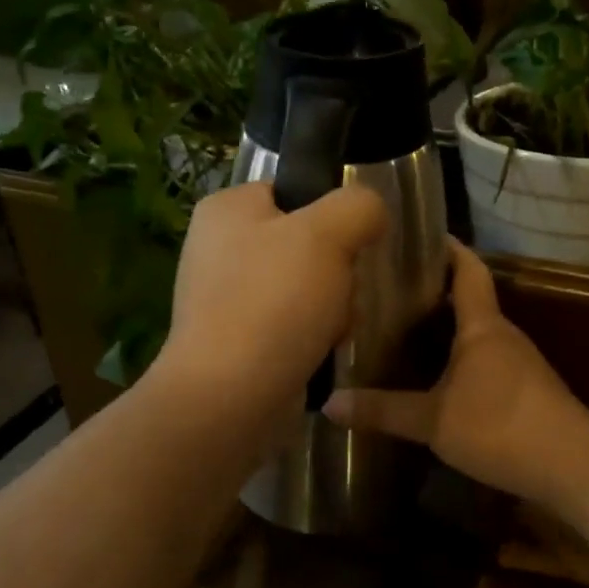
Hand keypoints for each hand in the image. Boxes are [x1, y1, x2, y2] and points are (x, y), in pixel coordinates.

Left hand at [154, 181, 387, 417]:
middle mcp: (218, 249)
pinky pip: (291, 324)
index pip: (292, 192)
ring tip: (331, 329)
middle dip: (336, 271)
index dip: (329, 215)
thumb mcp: (328, 233)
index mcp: (226, 210)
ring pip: (305, 287)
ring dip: (332, 307)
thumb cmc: (274, 302)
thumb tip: (370, 212)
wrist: (231, 395)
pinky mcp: (237, 340)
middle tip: (340, 293)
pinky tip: (318, 351)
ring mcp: (225, 298)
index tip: (348, 244)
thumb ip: (358, 206)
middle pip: (305, 244)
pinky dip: (312, 337)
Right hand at [323, 240, 588, 522]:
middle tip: (389, 289)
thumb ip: (383, 410)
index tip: (419, 235)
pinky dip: (458, 358)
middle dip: (433, 290)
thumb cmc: (502, 428)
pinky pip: (485, 361)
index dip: (447, 249)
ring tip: (402, 330)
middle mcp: (503, 336)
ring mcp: (519, 364)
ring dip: (446, 328)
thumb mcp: (433, 421)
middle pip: (469, 300)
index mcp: (483, 327)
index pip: (468, 270)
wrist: (576, 469)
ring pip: (476, 333)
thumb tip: (329, 403)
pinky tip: (435, 377)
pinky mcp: (526, 391)